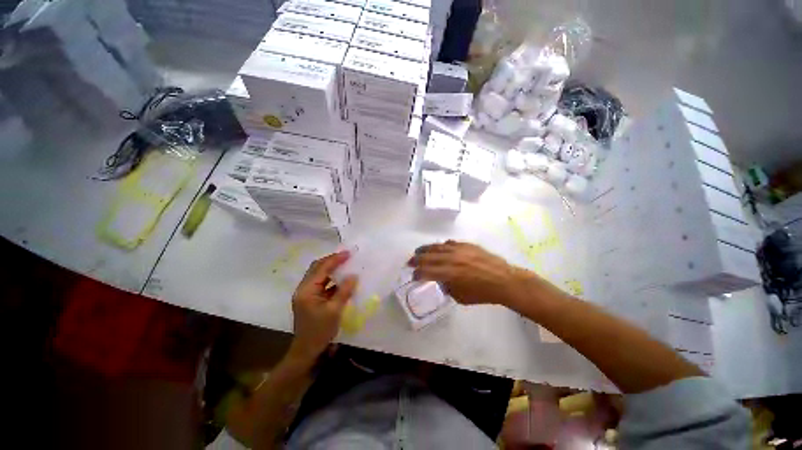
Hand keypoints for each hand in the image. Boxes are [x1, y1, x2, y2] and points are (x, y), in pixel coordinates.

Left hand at [289, 251, 357, 362]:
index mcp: (306, 290)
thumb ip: (344, 291)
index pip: (321, 268)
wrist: (306, 352)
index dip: (335, 259)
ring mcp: (305, 294)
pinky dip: (331, 279)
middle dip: (332, 260)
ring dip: (331, 268)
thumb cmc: (320, 332)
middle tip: (347, 256)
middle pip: (317, 268)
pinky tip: (341, 279)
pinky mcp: (310, 299)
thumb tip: (354, 275)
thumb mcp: (335, 311)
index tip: (348, 253)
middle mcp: (303, 289)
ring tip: (345, 264)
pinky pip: (321, 283)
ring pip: (319, 275)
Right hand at [408, 241, 529, 305]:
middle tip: (409, 262)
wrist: (503, 280)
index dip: (417, 274)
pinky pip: (450, 243)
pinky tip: (439, 247)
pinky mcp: (466, 245)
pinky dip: (442, 246)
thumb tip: (440, 280)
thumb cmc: (482, 293)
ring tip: (419, 251)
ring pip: (437, 247)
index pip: (426, 272)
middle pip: (428, 257)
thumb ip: (447, 287)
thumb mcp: (461, 297)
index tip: (413, 276)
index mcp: (449, 274)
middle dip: (416, 260)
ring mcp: (458, 249)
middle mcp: (451, 259)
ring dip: (425, 249)